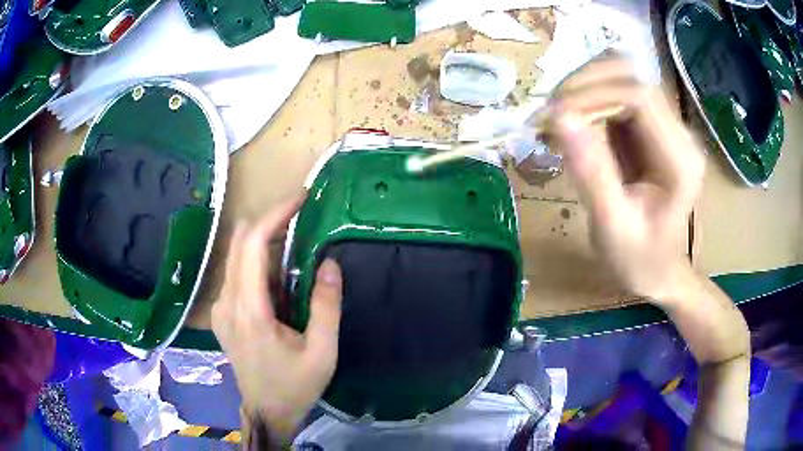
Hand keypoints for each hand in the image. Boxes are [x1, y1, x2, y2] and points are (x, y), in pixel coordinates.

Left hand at [211, 194, 342, 441]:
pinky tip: (279, 277)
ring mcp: (219, 307)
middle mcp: (226, 302)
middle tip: (302, 216)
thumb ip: (326, 306)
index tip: (300, 199)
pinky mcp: (221, 312)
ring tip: (295, 243)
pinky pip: (237, 272)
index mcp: (249, 311)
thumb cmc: (295, 386)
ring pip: (237, 254)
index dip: (275, 214)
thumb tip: (329, 262)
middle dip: (270, 220)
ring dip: (264, 240)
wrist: (266, 411)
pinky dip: (257, 260)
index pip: (251, 244)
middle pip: (240, 241)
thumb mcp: (322, 352)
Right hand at [548, 57, 704, 301]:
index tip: (555, 117)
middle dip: (583, 85)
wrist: (658, 270)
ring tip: (556, 119)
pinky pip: (615, 94)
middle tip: (550, 115)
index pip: (638, 95)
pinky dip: (587, 101)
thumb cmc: (638, 259)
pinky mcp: (651, 127)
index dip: (593, 94)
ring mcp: (666, 126)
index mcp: (679, 159)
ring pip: (620, 77)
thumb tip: (559, 117)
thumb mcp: (612, 226)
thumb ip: (591, 172)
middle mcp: (679, 132)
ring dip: (583, 89)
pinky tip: (570, 126)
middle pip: (629, 75)